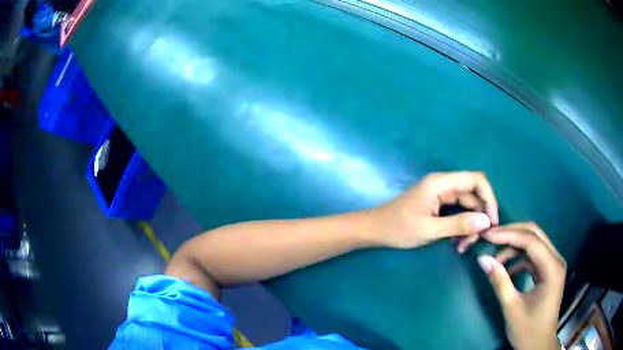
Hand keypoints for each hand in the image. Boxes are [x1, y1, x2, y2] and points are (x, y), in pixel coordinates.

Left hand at [373, 171, 498, 248]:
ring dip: (469, 226)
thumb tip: (486, 222)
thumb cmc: (398, 228)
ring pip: (466, 206)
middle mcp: (443, 184)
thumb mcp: (430, 230)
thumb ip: (458, 225)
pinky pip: (456, 212)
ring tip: (463, 247)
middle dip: (478, 218)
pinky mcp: (437, 204)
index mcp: (440, 183)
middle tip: (476, 241)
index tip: (492, 221)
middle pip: (473, 195)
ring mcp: (440, 194)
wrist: (375, 230)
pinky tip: (456, 243)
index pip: (476, 180)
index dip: (489, 198)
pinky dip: (460, 227)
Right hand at [477, 223, 565, 349]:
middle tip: (490, 237)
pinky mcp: (548, 271)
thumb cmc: (527, 330)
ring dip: (514, 246)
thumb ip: (499, 281)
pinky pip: (533, 256)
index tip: (487, 236)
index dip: (508, 235)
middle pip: (535, 234)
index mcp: (552, 268)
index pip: (531, 241)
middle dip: (511, 233)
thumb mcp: (512, 308)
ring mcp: (553, 265)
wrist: (538, 346)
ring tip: (496, 258)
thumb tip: (482, 259)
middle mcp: (556, 260)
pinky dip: (519, 258)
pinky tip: (507, 269)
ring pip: (534, 243)